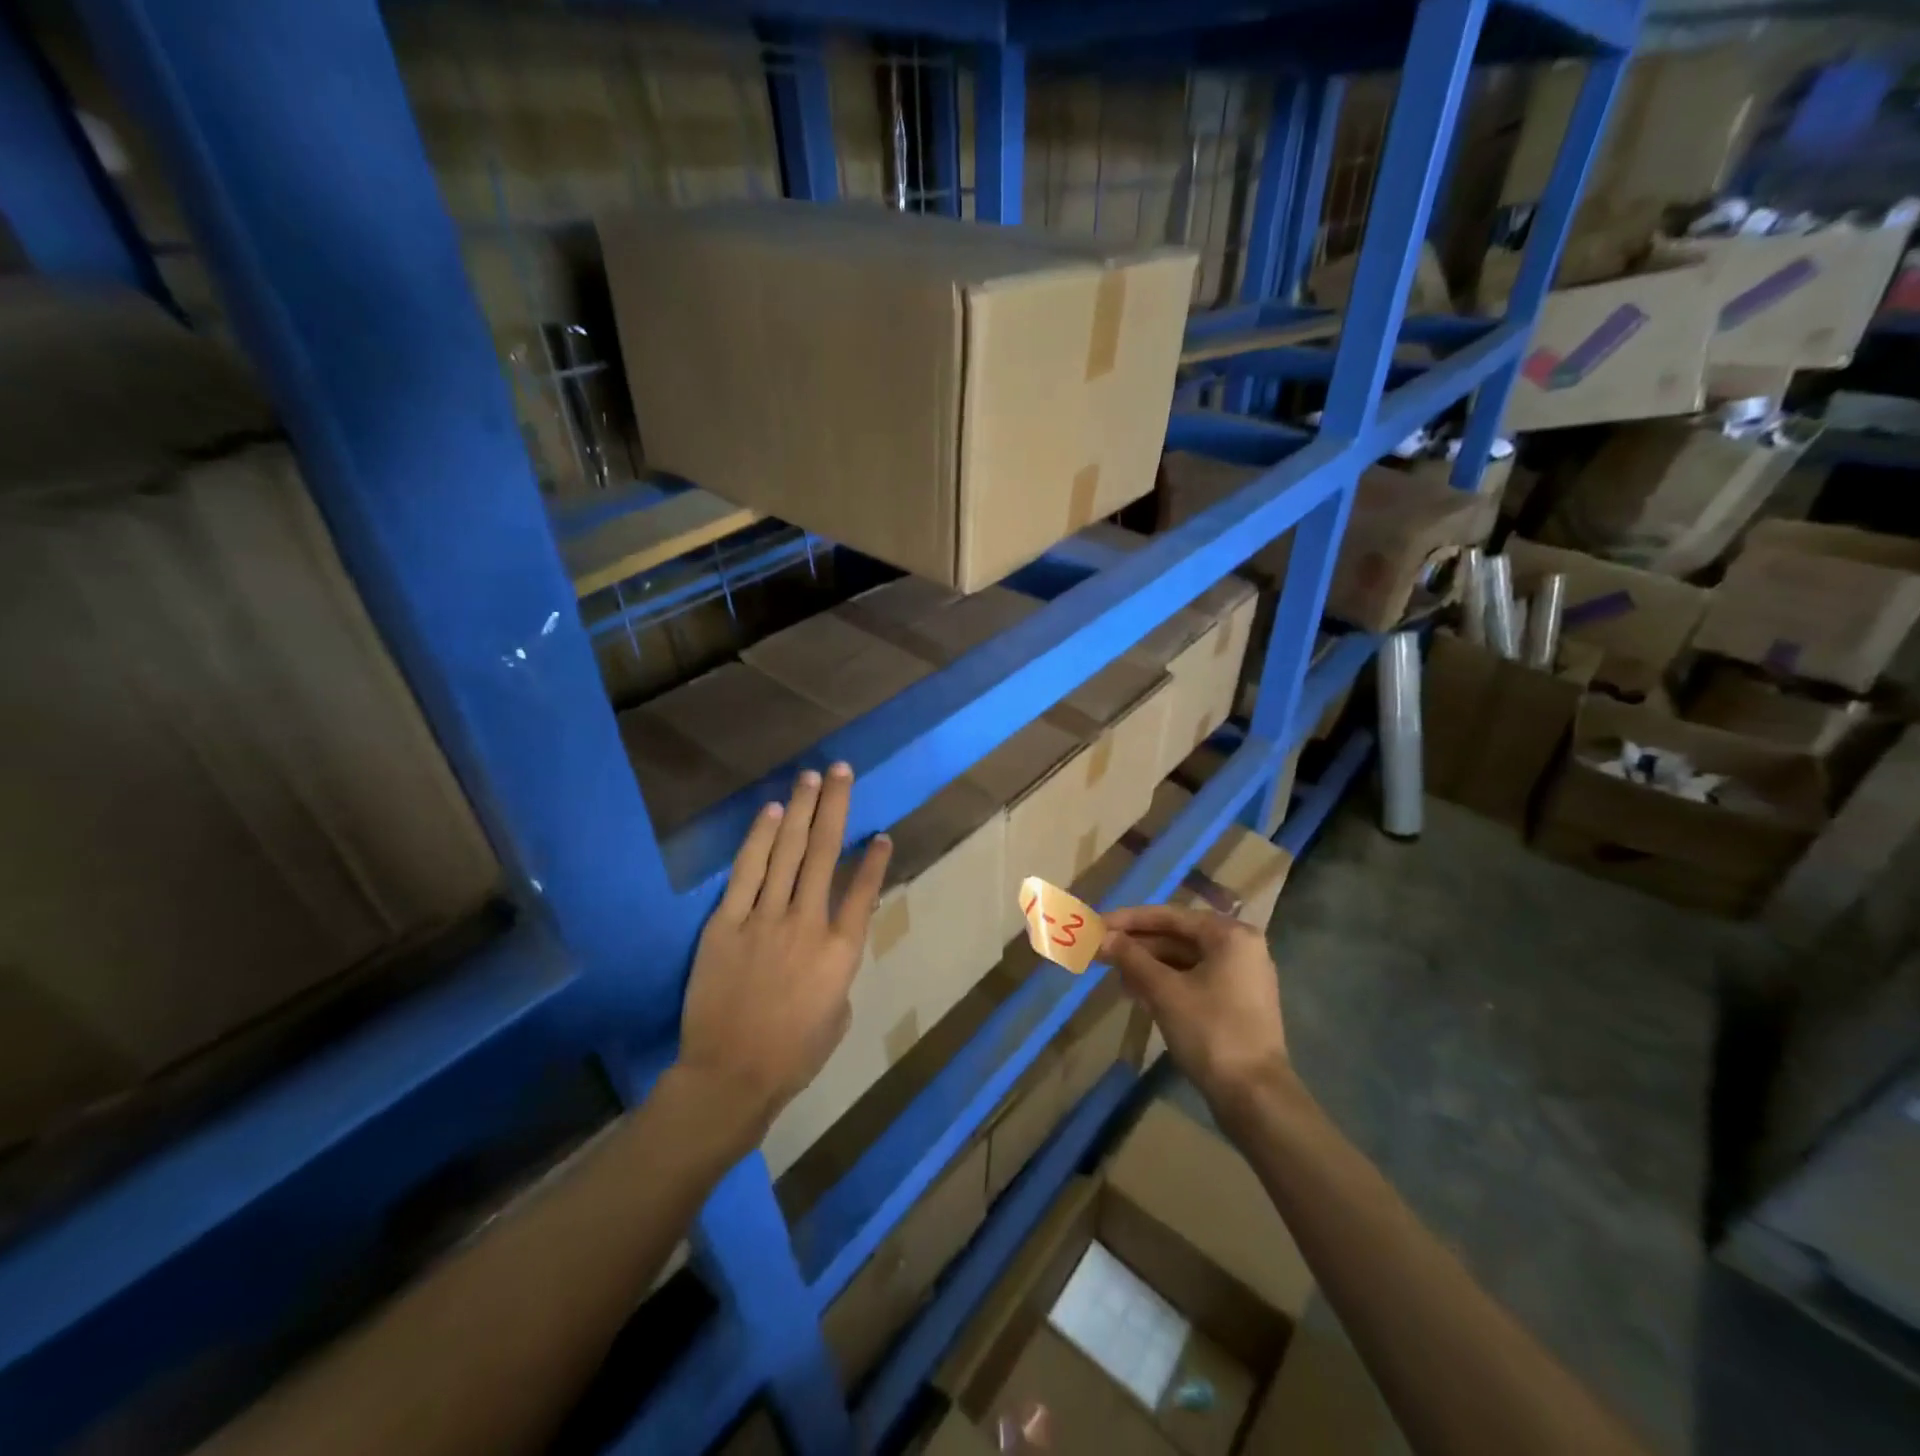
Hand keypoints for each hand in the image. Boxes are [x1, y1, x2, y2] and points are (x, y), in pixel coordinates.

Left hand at [676, 763, 891, 1144]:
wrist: (730, 1076)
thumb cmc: (793, 1056)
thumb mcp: (837, 1016)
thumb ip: (838, 973)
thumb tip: (827, 948)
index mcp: (842, 952)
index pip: (864, 892)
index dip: (874, 860)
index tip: (880, 833)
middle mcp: (808, 923)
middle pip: (824, 853)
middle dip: (835, 807)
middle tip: (841, 770)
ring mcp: (765, 919)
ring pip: (787, 852)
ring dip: (800, 810)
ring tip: (810, 777)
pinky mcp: (726, 924)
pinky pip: (746, 873)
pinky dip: (759, 840)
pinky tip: (770, 812)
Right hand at [1101, 905, 1293, 1121]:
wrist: (1255, 1097)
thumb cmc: (1210, 1032)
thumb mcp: (1165, 991)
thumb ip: (1131, 958)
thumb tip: (1099, 936)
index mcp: (1230, 935)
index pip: (1169, 916)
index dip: (1128, 920)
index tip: (1095, 924)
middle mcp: (1239, 948)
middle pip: (1176, 937)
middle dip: (1136, 945)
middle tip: (1097, 951)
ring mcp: (1240, 977)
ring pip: (1182, 960)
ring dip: (1146, 965)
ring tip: (1112, 974)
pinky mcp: (1235, 1003)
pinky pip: (1192, 980)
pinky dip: (1164, 983)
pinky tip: (1136, 993)